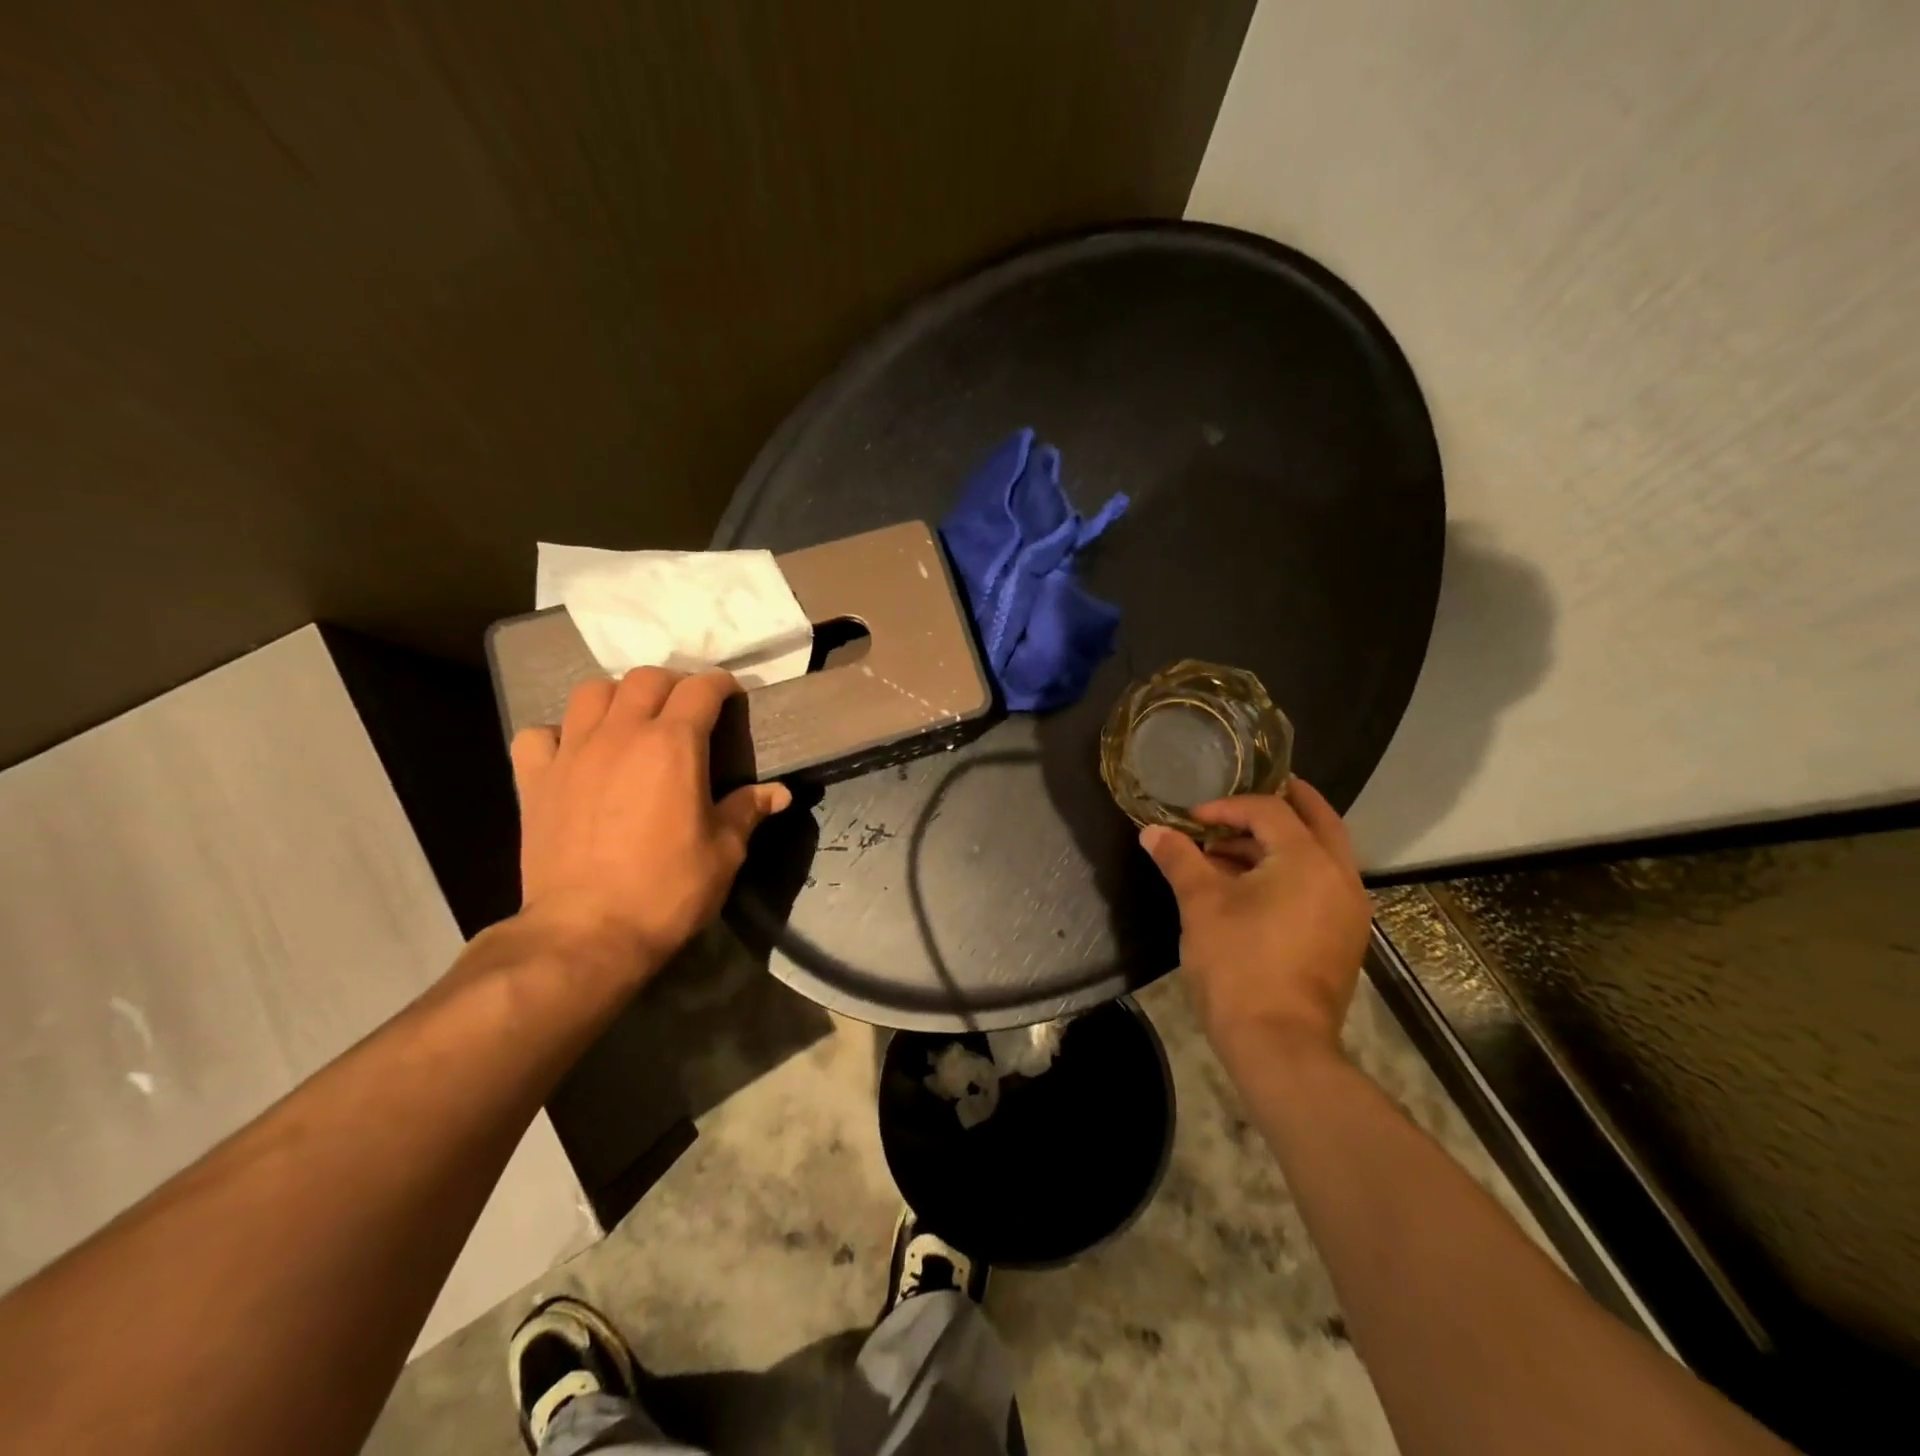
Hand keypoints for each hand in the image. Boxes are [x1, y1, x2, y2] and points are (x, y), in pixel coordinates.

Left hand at [509, 668, 790, 980]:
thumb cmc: (667, 890)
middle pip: (644, 679)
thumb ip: (748, 810)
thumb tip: (779, 793)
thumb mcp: (724, 852)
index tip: (732, 696)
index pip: (700, 689)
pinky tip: (574, 754)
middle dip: (672, 684)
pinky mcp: (534, 781)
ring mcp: (571, 754)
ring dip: (617, 697)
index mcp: (672, 745)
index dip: (721, 685)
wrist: (587, 933)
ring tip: (631, 721)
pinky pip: (539, 735)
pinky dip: (558, 735)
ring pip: (590, 693)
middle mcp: (620, 735)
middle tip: (686, 709)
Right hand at [1140, 779, 1371, 1059]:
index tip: (1191, 820)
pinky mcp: (1343, 937)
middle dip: (1280, 803)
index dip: (1226, 807)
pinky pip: (1320, 884)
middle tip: (1244, 797)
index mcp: (1308, 860)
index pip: (1269, 811)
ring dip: (1279, 842)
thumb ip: (1178, 859)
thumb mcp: (1200, 904)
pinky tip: (1250, 886)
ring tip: (1229, 850)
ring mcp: (1348, 910)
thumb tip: (1152, 831)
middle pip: (1316, 821)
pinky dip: (1290, 871)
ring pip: (1319, 855)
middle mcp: (1340, 877)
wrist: (1278, 1043)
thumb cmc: (1238, 963)